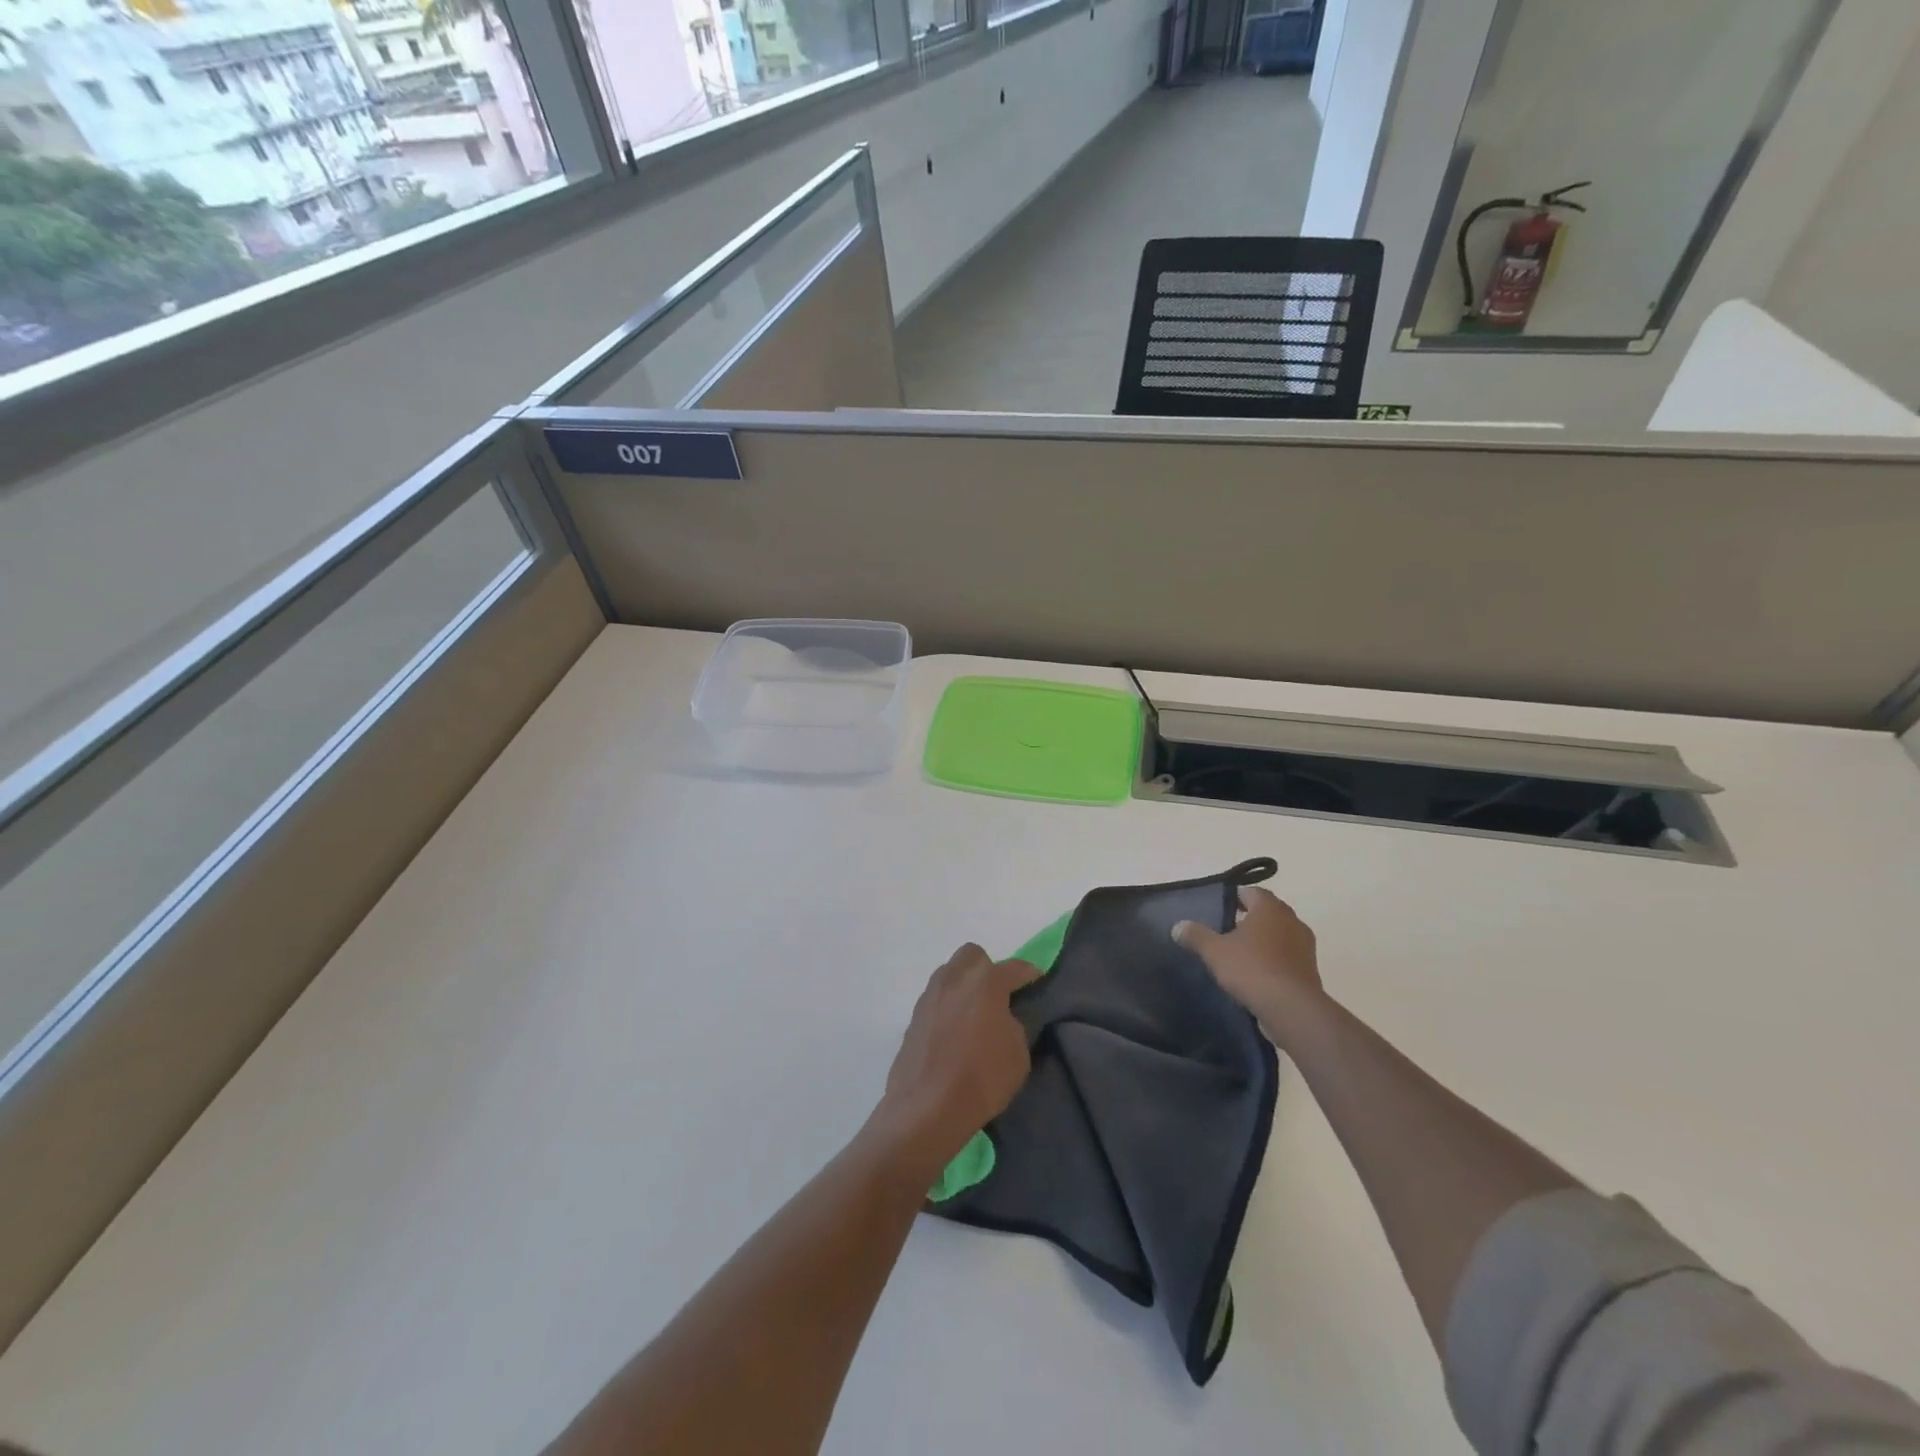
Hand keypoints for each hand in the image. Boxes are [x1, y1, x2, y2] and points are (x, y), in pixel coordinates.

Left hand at [877, 946, 1039, 1178]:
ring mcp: (930, 995)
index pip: (1014, 967)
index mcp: (985, 981)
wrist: (927, 1108)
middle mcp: (955, 979)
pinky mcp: (913, 1016)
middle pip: (973, 956)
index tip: (1037, 982)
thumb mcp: (1018, 1053)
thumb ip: (1014, 1024)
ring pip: (950, 973)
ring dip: (964, 985)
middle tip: (998, 997)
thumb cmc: (982, 1078)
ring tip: (974, 1015)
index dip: (1029, 974)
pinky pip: (936, 998)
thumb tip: (1002, 1018)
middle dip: (988, 969)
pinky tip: (954, 1033)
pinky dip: (948, 1007)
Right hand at [1173, 887, 1326, 1045]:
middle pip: (1268, 912)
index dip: (1235, 898)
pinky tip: (1258, 974)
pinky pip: (1288, 956)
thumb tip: (1178, 926)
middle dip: (1250, 918)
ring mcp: (1305, 946)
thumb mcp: (1214, 951)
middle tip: (1227, 930)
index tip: (1220, 908)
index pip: (1252, 892)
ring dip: (1264, 940)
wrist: (1292, 1009)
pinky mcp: (1311, 970)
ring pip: (1280, 934)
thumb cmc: (1251, 968)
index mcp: (1269, 908)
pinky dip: (1275, 960)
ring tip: (1241, 954)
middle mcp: (1292, 920)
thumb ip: (1196, 935)